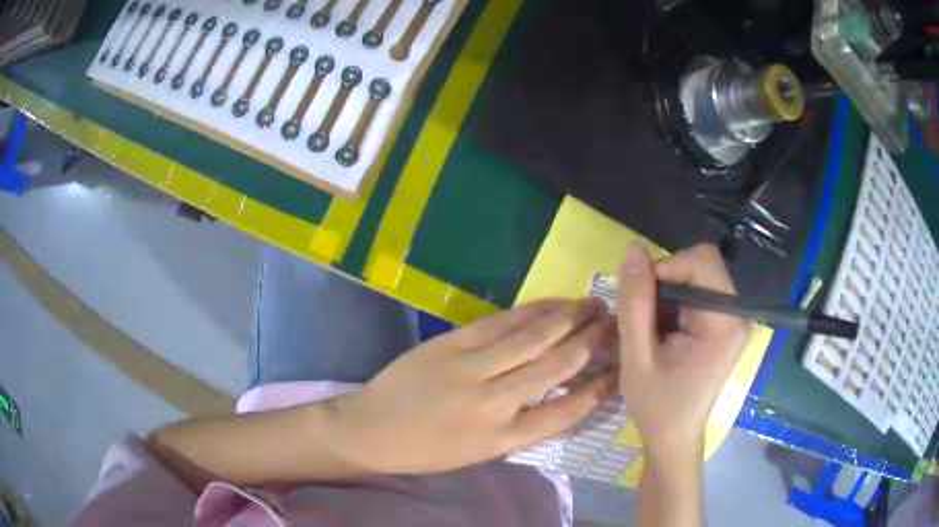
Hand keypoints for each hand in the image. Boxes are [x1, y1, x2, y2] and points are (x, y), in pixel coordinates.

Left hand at [327, 299, 617, 473]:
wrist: (369, 428)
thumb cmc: (426, 450)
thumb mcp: (479, 452)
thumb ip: (522, 425)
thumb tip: (562, 391)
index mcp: (501, 439)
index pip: (566, 411)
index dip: (600, 387)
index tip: (622, 367)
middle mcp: (492, 403)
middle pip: (556, 366)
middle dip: (592, 341)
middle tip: (617, 323)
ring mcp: (469, 367)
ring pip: (533, 337)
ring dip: (569, 318)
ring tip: (594, 305)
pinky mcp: (451, 342)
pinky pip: (501, 322)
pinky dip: (533, 310)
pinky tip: (553, 302)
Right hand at [616, 243, 749, 463]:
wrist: (674, 438)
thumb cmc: (656, 406)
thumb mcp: (636, 357)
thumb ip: (635, 303)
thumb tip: (633, 250)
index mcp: (724, 323)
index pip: (700, 262)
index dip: (665, 269)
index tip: (638, 300)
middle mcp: (737, 314)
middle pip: (701, 265)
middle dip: (666, 281)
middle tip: (644, 316)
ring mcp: (733, 318)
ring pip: (697, 276)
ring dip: (668, 293)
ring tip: (652, 329)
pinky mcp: (725, 324)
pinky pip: (698, 292)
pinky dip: (674, 302)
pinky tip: (663, 331)